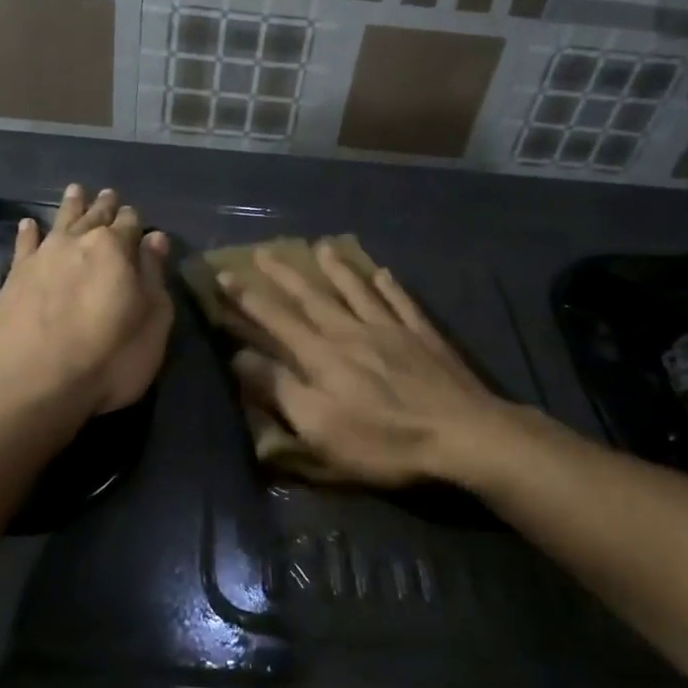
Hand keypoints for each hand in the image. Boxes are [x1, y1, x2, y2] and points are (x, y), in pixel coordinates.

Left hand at [0, 184, 172, 415]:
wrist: (37, 384)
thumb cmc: (110, 358)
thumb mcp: (152, 321)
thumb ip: (154, 275)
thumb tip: (155, 238)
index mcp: (116, 249)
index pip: (130, 224)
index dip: (135, 221)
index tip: (136, 219)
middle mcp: (78, 242)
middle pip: (95, 216)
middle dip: (105, 206)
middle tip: (109, 195)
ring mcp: (42, 257)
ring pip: (60, 221)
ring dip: (71, 206)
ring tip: (76, 191)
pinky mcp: (15, 277)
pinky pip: (24, 244)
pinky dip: (29, 232)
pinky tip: (29, 224)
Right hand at [220, 242, 506, 487]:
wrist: (462, 434)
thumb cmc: (384, 440)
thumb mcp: (319, 427)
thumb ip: (280, 389)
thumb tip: (239, 356)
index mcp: (322, 355)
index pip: (276, 320)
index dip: (248, 298)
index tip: (225, 275)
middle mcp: (351, 332)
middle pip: (312, 297)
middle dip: (285, 275)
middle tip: (264, 251)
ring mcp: (391, 330)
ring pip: (357, 290)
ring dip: (336, 269)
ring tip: (322, 246)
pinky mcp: (423, 337)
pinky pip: (401, 302)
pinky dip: (389, 286)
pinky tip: (383, 273)